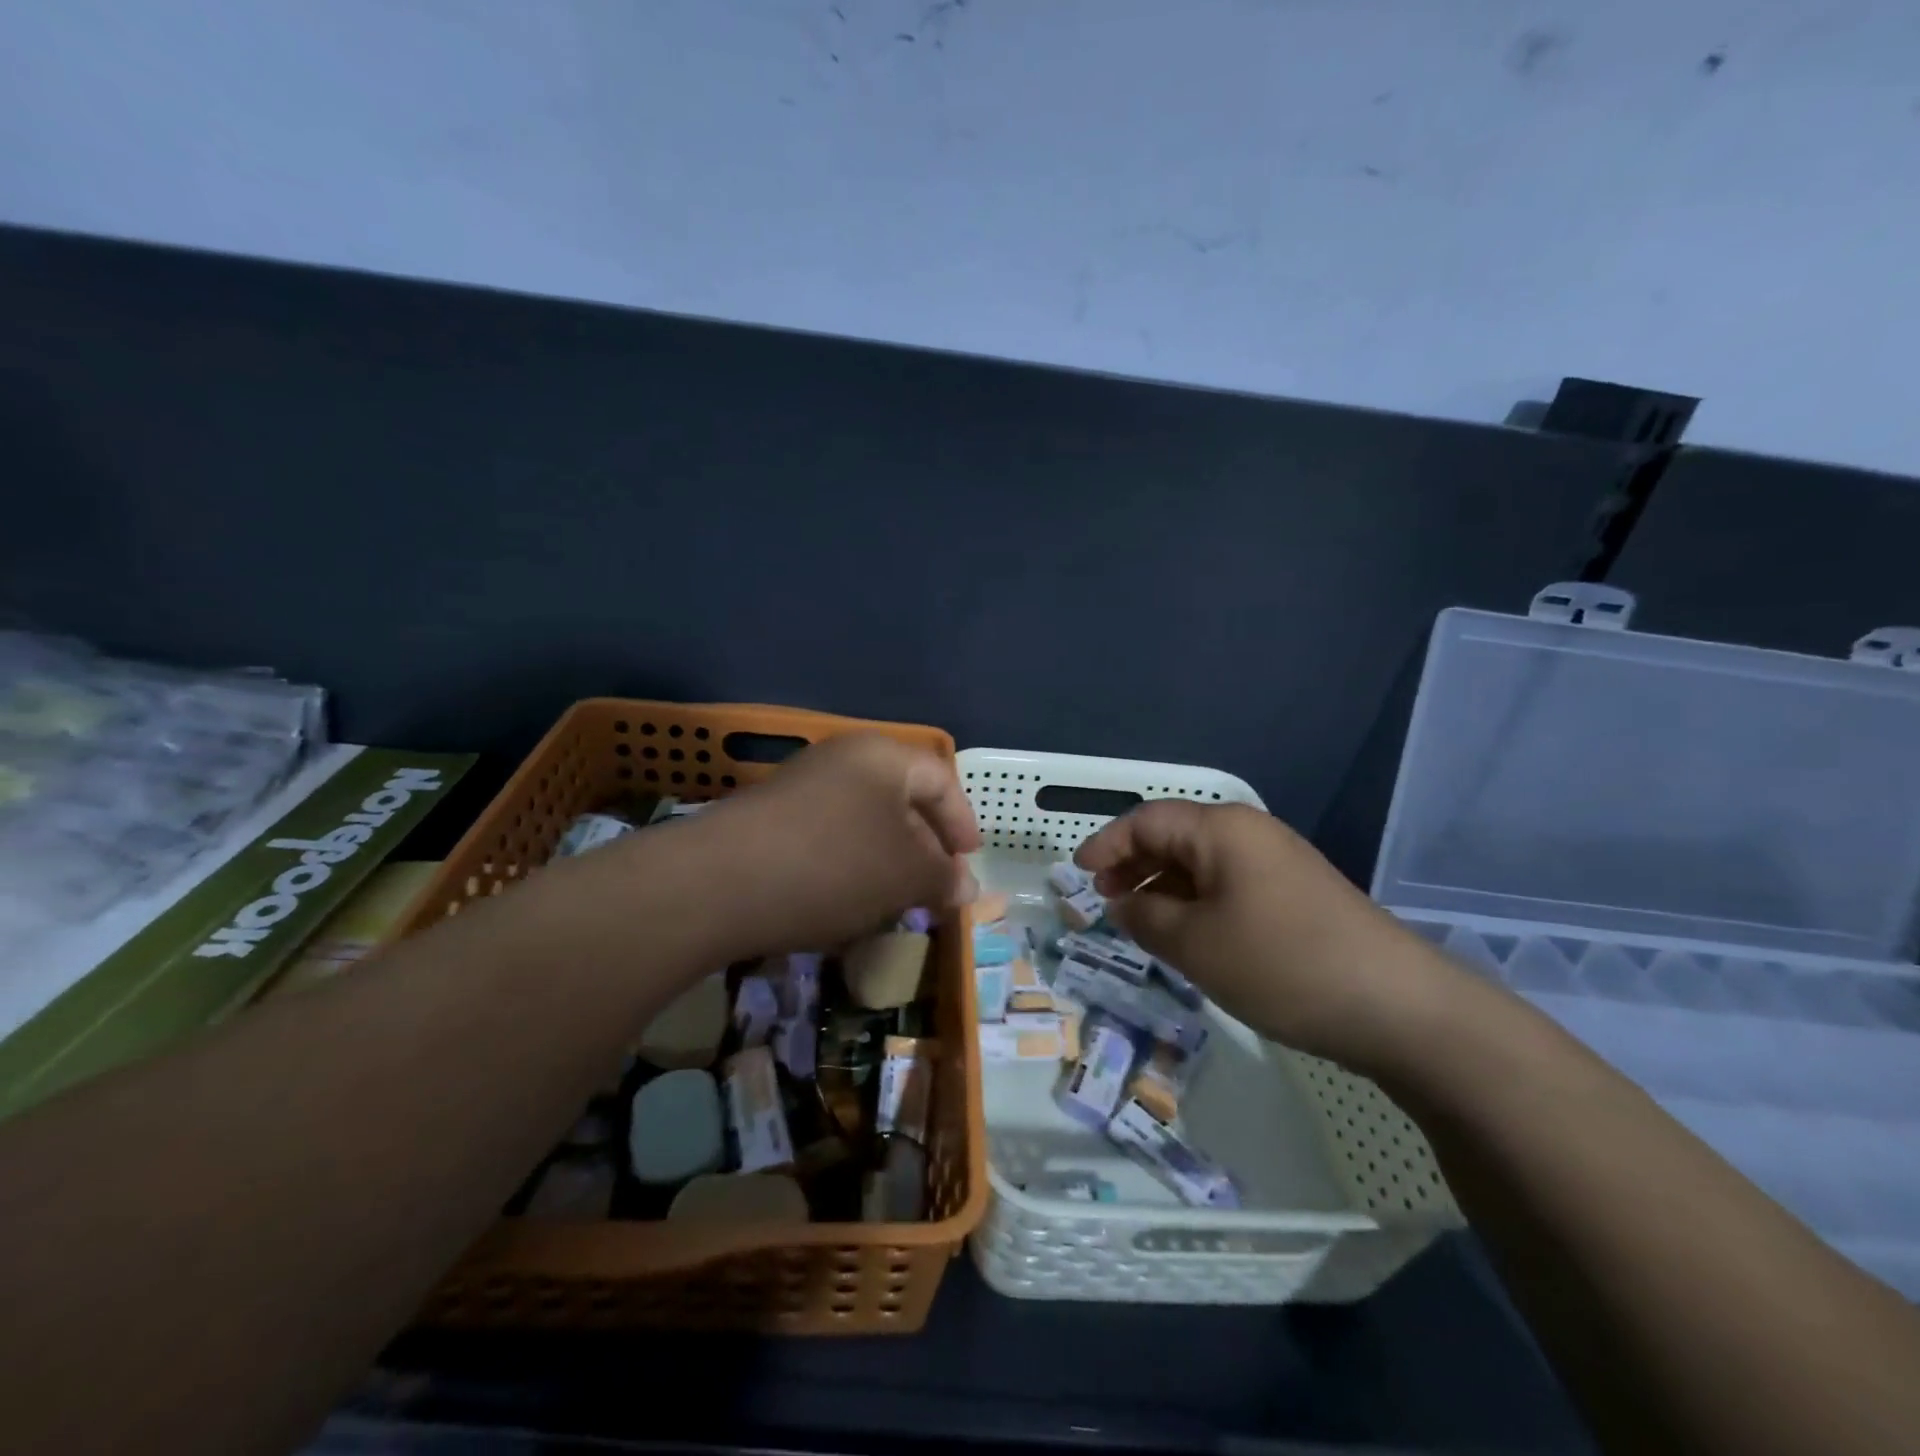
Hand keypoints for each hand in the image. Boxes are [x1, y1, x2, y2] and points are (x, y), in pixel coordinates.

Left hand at [692, 732, 980, 955]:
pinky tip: (843, 902)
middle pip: (900, 798)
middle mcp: (841, 759)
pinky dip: (847, 866)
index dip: (962, 823)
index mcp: (882, 757)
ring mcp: (799, 786)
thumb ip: (943, 878)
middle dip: (924, 846)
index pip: (941, 780)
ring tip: (893, 902)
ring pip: (862, 821)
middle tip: (934, 887)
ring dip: (885, 860)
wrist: (716, 884)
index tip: (968, 863)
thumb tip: (966, 888)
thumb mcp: (905, 876)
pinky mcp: (768, 818)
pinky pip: (826, 836)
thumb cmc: (833, 867)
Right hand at [1074, 800, 1458, 1067]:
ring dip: (1164, 887)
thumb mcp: (1194, 944)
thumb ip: (1145, 917)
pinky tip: (1189, 935)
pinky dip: (1197, 902)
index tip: (1077, 874)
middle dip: (1133, 865)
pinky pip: (1230, 885)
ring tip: (1139, 922)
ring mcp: (1278, 863)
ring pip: (1202, 864)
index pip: (1146, 820)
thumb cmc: (1280, 963)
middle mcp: (1250, 833)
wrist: (1397, 1006)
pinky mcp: (1297, 894)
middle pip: (1175, 836)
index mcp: (1221, 829)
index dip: (1106, 844)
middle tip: (1104, 900)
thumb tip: (1121, 903)